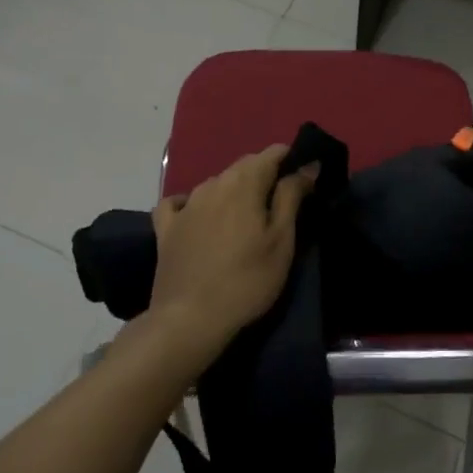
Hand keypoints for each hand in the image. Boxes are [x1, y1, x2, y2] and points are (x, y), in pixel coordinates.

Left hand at [150, 145, 319, 358]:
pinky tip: (198, 215)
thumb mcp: (281, 240)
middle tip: (281, 204)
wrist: (190, 319)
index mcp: (244, 183)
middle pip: (244, 166)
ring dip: (234, 190)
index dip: (291, 160)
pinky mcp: (166, 228)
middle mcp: (213, 183)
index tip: (305, 180)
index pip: (272, 153)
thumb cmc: (247, 280)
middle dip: (265, 175)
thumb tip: (307, 164)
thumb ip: (292, 196)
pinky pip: (180, 203)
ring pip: (216, 183)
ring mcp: (186, 205)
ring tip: (246, 217)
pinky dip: (194, 203)